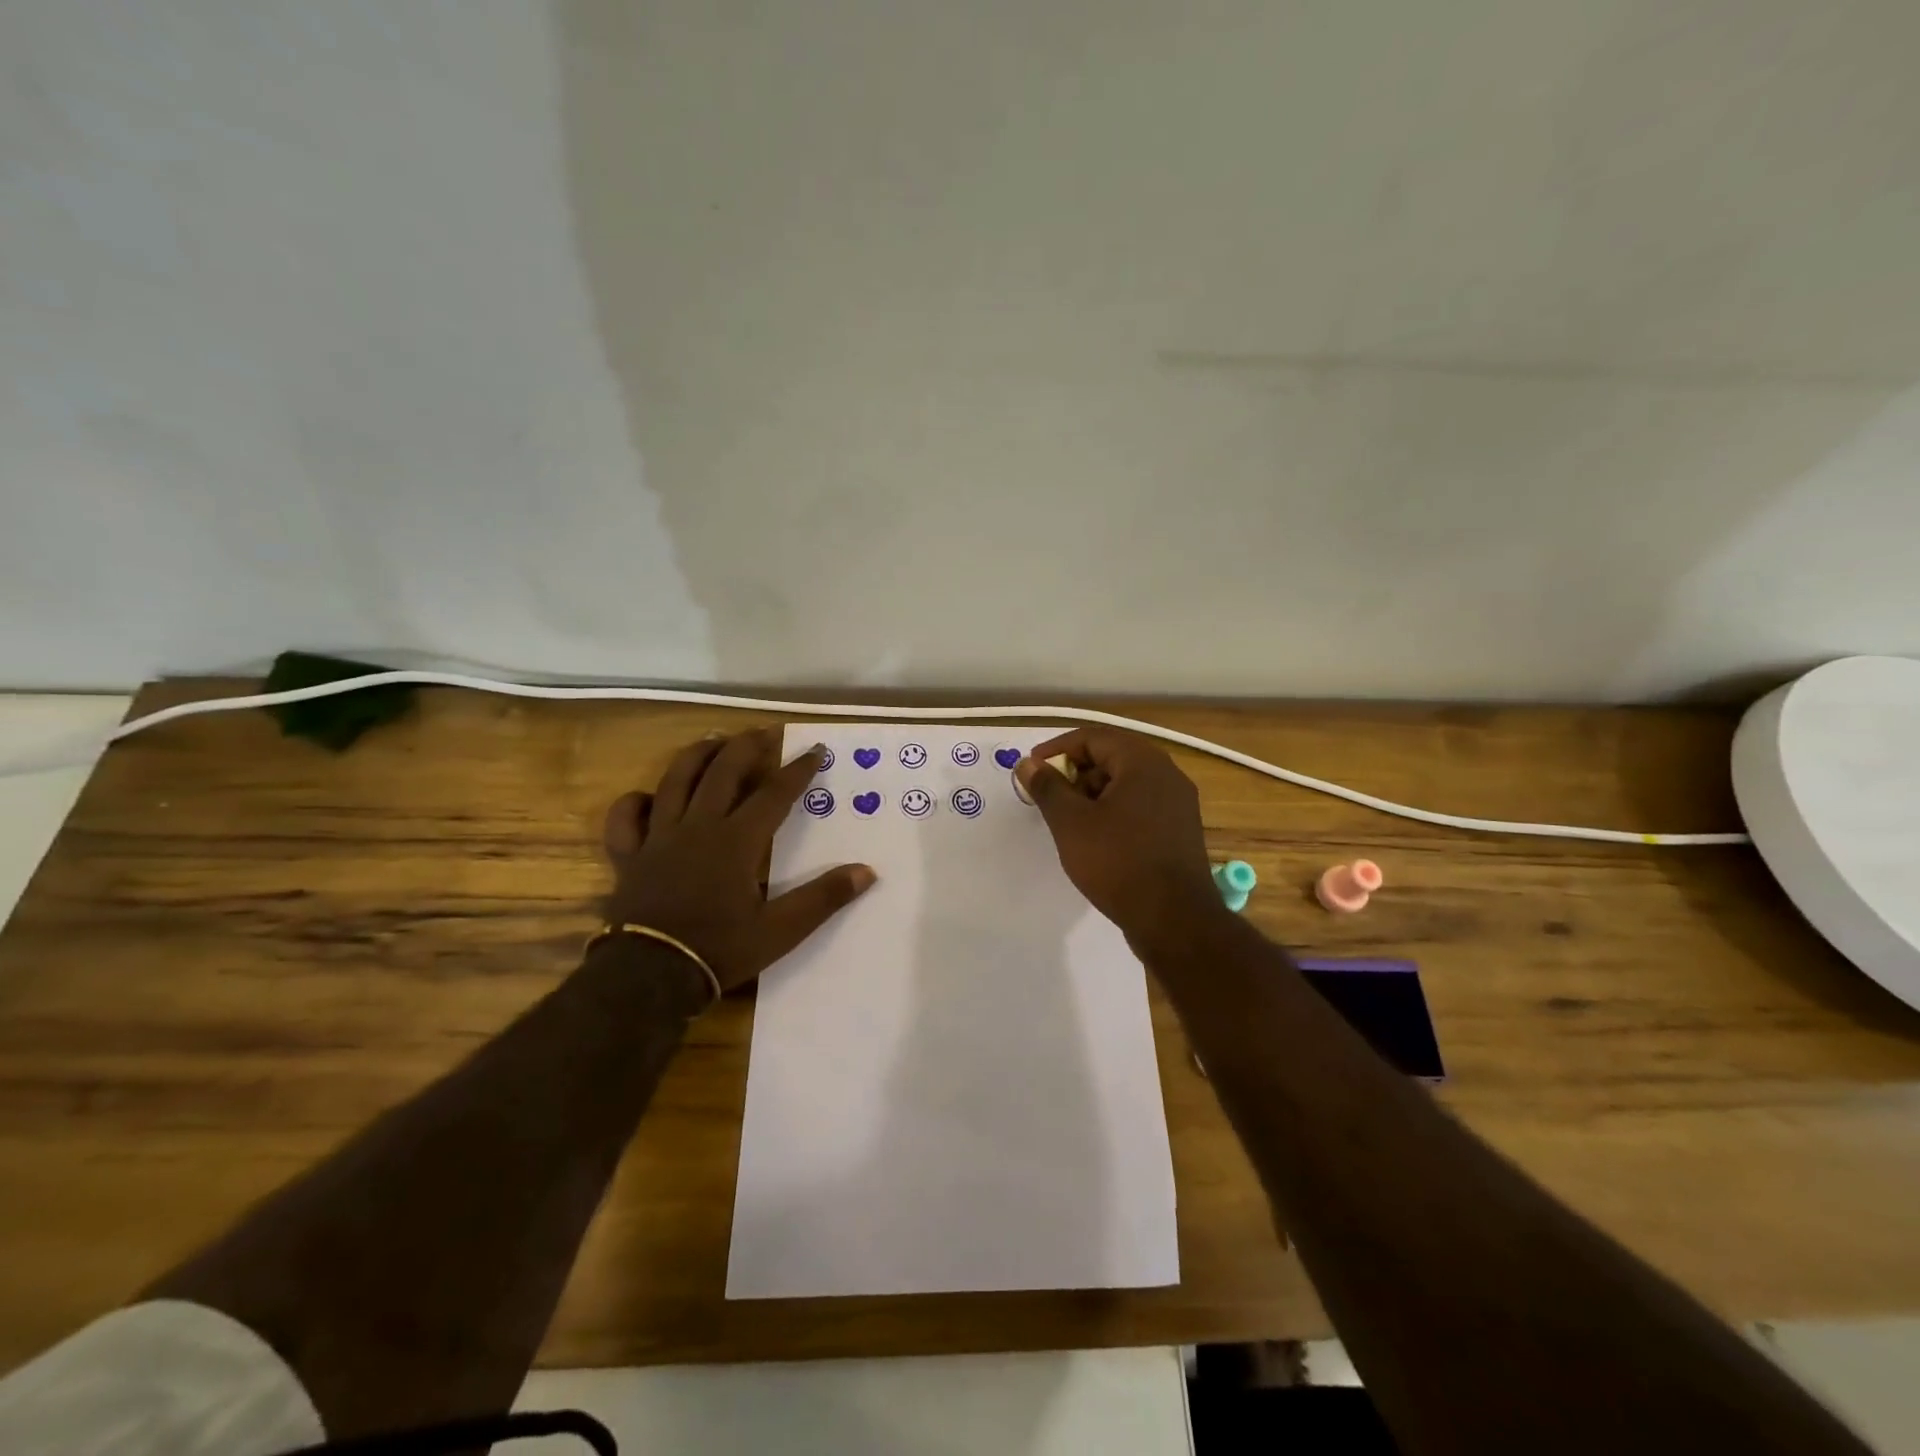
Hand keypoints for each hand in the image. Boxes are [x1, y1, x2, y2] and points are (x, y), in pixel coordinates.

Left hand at [603, 728, 876, 991]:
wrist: (648, 976)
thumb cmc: (719, 949)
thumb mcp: (781, 931)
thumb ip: (823, 898)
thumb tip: (866, 871)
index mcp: (736, 840)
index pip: (774, 793)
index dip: (798, 769)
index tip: (816, 750)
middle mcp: (698, 826)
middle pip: (723, 771)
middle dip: (747, 746)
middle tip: (764, 732)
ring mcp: (659, 837)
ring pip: (676, 780)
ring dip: (697, 756)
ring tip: (714, 741)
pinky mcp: (629, 856)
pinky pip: (626, 818)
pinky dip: (636, 801)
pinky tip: (649, 797)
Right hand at [1016, 728, 1228, 953]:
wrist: (1174, 919)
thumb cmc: (1118, 862)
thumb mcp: (1071, 823)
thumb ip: (1047, 787)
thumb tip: (1027, 764)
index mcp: (1143, 762)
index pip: (1094, 737)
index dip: (1058, 749)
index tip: (1032, 770)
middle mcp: (1167, 774)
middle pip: (1113, 756)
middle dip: (1076, 772)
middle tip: (1049, 796)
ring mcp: (1178, 804)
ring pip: (1127, 783)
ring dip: (1094, 793)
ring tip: (1069, 820)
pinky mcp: (1180, 830)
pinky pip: (1141, 806)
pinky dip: (1114, 811)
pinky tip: (1097, 838)